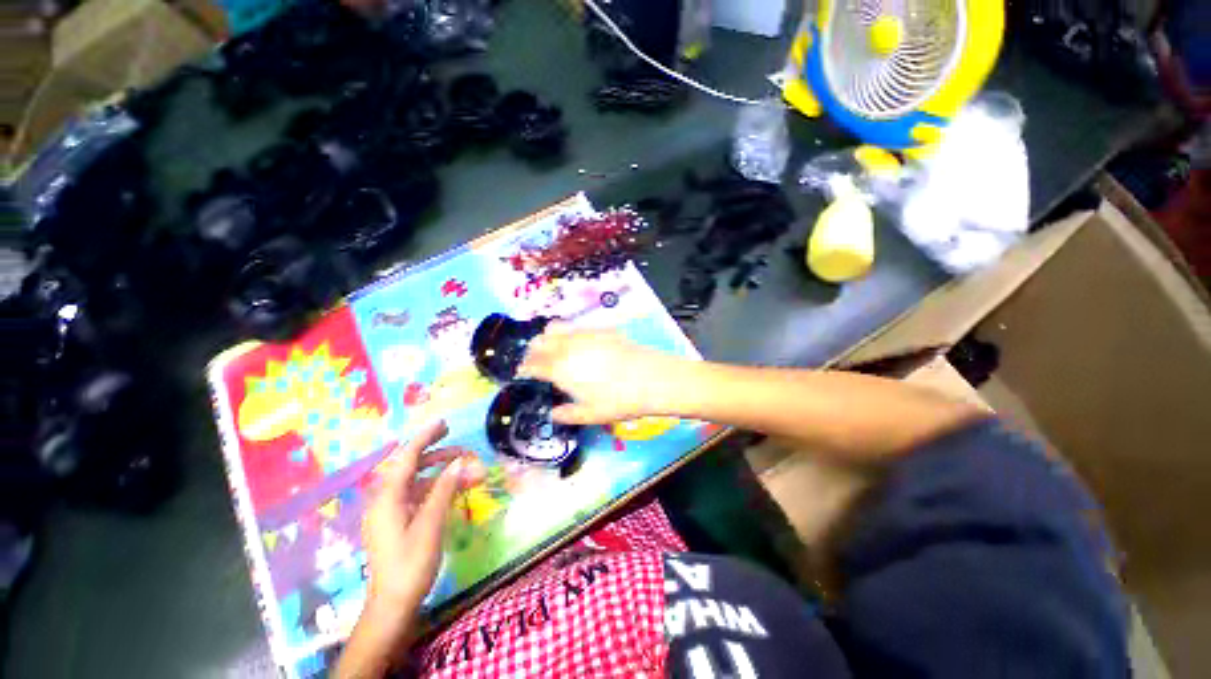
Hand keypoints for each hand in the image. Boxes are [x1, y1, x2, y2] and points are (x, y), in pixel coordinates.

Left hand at [362, 420, 481, 616]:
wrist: (393, 605)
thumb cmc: (410, 563)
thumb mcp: (430, 524)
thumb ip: (443, 489)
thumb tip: (458, 462)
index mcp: (388, 498)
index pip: (407, 458)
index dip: (425, 438)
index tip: (444, 423)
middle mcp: (386, 500)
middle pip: (411, 466)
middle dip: (436, 452)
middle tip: (460, 443)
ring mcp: (392, 512)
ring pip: (418, 481)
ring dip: (442, 472)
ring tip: (468, 467)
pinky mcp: (398, 522)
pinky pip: (419, 496)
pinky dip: (438, 488)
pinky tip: (455, 487)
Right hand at [518, 326, 678, 424]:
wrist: (650, 378)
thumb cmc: (618, 400)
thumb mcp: (591, 415)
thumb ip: (567, 415)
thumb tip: (554, 414)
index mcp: (559, 369)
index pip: (533, 364)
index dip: (525, 368)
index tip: (523, 372)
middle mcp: (567, 347)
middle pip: (539, 341)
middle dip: (533, 350)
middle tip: (537, 360)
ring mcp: (584, 334)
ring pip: (555, 328)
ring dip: (549, 337)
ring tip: (555, 348)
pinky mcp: (600, 329)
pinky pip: (577, 327)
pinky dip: (570, 334)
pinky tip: (581, 344)